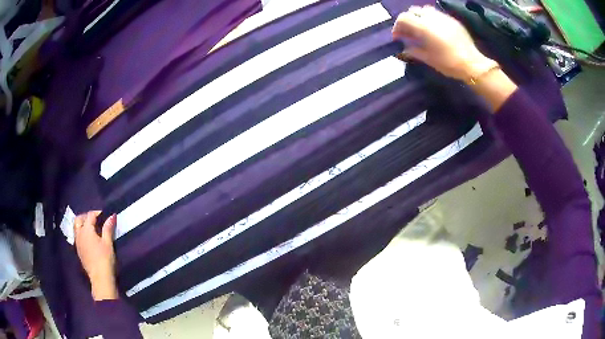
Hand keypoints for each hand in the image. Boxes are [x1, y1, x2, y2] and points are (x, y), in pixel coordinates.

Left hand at [74, 211, 118, 300]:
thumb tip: (112, 215)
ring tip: (91, 228)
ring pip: (76, 228)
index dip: (97, 213)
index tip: (105, 214)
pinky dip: (81, 233)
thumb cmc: (105, 259)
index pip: (90, 215)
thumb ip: (108, 228)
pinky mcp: (78, 251)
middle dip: (86, 216)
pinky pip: (77, 236)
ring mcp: (77, 243)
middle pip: (79, 219)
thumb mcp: (108, 243)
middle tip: (95, 219)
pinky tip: (89, 239)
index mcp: (86, 230)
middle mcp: (79, 234)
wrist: (100, 278)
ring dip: (82, 224)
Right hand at [392, 5, 496, 80]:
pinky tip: (435, 30)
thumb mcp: (429, 59)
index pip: (403, 18)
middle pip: (413, 11)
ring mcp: (443, 17)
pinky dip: (431, 18)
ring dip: (419, 17)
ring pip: (425, 9)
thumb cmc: (449, 63)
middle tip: (409, 32)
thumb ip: (414, 51)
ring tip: (421, 29)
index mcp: (424, 27)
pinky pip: (437, 13)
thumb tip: (405, 48)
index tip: (398, 36)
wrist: (472, 64)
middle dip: (408, 19)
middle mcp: (432, 18)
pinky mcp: (452, 20)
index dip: (397, 26)